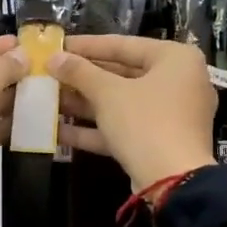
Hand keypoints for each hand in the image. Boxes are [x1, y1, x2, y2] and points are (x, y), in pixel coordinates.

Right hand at [51, 35, 217, 191]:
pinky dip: (95, 128)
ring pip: (121, 103)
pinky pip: (124, 127)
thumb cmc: (145, 122)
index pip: (123, 45)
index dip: (86, 45)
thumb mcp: (108, 93)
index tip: (57, 45)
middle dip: (82, 78)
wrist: (173, 182)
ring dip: (84, 103)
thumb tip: (53, 58)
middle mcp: (178, 82)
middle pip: (122, 74)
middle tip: (50, 74)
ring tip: (48, 100)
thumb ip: (79, 72)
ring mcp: (170, 115)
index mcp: (175, 59)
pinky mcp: (159, 142)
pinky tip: (58, 130)